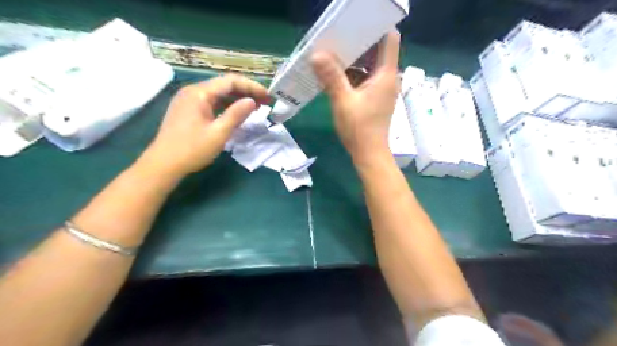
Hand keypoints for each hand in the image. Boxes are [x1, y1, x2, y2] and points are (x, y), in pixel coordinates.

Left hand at [146, 75, 270, 176]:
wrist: (163, 164)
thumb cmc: (192, 149)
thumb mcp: (219, 133)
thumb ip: (236, 115)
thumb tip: (252, 101)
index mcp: (199, 93)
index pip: (231, 81)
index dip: (252, 87)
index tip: (267, 97)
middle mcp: (193, 91)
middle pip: (224, 85)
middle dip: (246, 92)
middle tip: (265, 102)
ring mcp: (189, 100)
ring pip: (218, 94)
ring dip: (237, 99)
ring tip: (255, 107)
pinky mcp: (188, 110)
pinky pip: (211, 102)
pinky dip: (226, 106)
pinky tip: (236, 113)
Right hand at [314, 30, 400, 162]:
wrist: (369, 154)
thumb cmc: (360, 129)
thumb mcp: (343, 101)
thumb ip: (331, 77)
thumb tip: (317, 54)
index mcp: (385, 74)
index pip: (389, 38)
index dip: (375, 27)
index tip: (355, 24)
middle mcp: (387, 77)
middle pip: (377, 50)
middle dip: (358, 42)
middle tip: (337, 37)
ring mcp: (381, 87)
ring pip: (369, 64)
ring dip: (353, 58)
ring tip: (332, 52)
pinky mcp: (375, 96)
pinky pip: (365, 77)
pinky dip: (352, 73)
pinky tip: (335, 73)